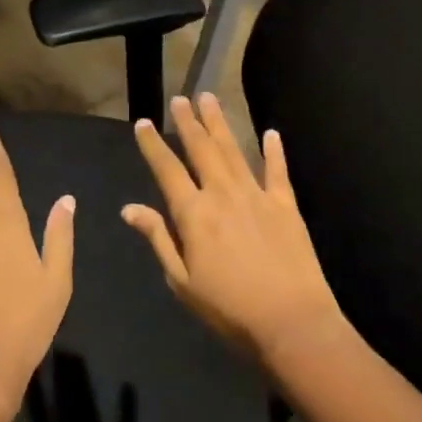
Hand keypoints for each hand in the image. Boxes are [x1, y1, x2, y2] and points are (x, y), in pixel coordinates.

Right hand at [123, 92, 343, 362]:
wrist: (292, 323)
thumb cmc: (229, 309)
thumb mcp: (182, 281)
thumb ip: (158, 238)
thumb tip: (129, 208)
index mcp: (193, 213)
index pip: (167, 169)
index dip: (153, 144)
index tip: (143, 122)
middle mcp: (222, 193)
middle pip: (201, 149)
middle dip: (188, 122)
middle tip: (180, 99)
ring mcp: (256, 195)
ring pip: (233, 150)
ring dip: (219, 123)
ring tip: (209, 99)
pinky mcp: (285, 205)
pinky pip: (277, 171)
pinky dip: (273, 150)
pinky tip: (271, 133)